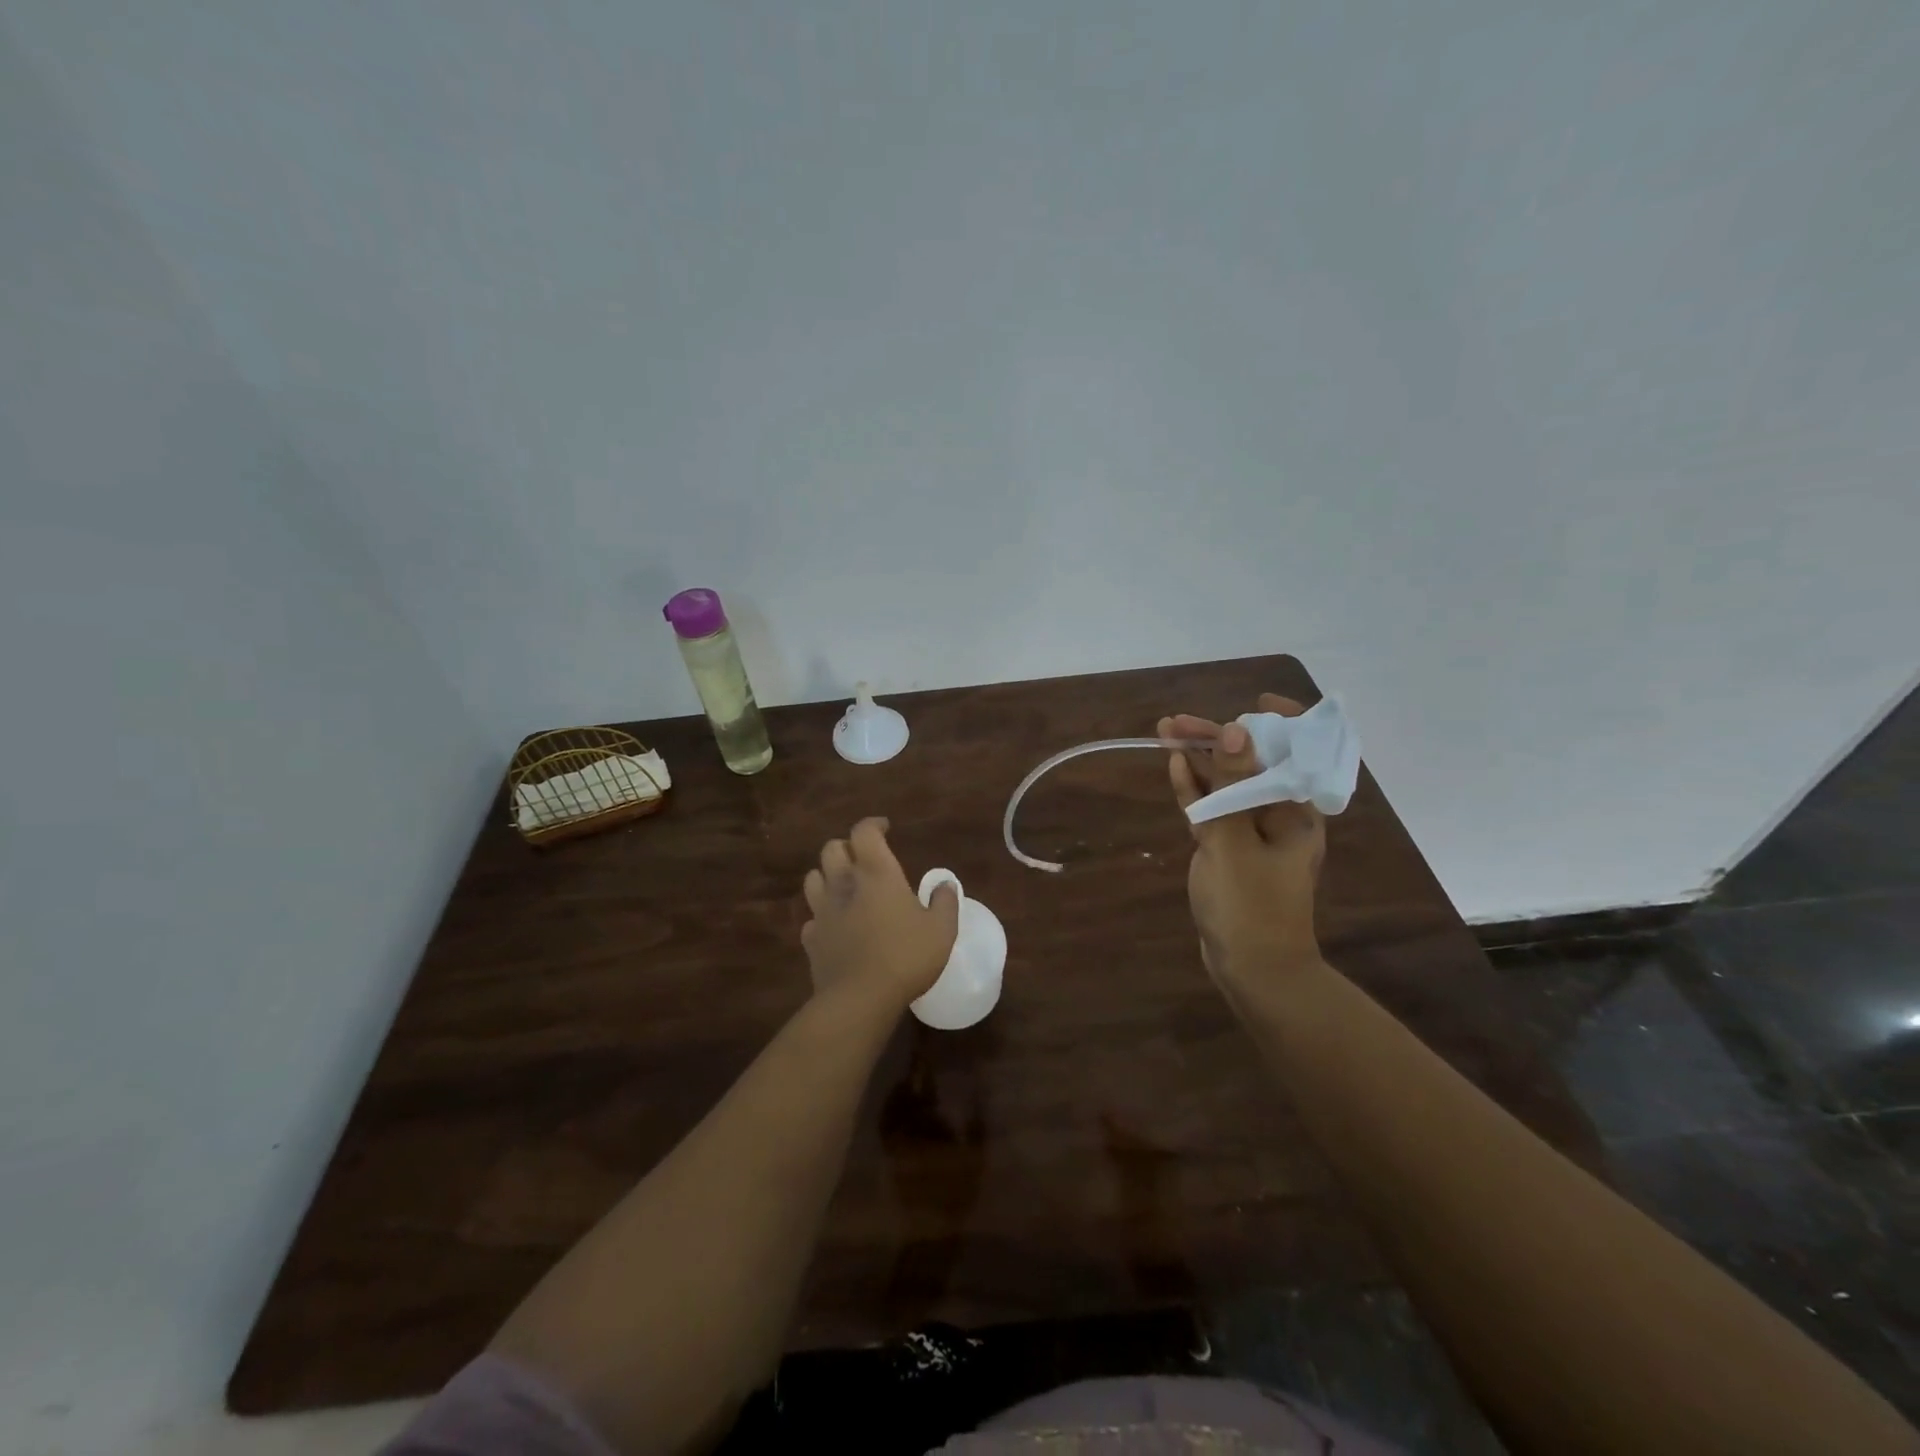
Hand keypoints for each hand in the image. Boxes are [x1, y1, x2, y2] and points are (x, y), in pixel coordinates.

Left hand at [801, 817, 959, 1013]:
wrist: (859, 999)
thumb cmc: (905, 957)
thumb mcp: (941, 930)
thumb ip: (945, 903)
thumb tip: (945, 884)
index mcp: (876, 873)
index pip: (864, 832)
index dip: (873, 825)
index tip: (885, 828)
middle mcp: (844, 884)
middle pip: (832, 848)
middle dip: (847, 846)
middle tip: (864, 857)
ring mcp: (822, 911)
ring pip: (813, 877)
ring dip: (827, 874)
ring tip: (844, 885)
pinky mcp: (811, 939)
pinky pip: (811, 917)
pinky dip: (821, 915)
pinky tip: (834, 925)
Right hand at [1161, 694, 1326, 991]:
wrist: (1252, 969)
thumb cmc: (1252, 905)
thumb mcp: (1236, 840)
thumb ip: (1231, 785)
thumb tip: (1236, 731)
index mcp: (1297, 810)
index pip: (1299, 752)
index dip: (1282, 722)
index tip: (1255, 701)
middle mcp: (1279, 814)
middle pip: (1250, 764)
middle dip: (1216, 739)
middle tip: (1175, 722)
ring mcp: (1253, 832)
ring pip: (1226, 784)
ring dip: (1199, 760)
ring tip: (1165, 731)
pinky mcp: (1230, 850)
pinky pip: (1213, 810)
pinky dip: (1195, 790)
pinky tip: (1174, 766)